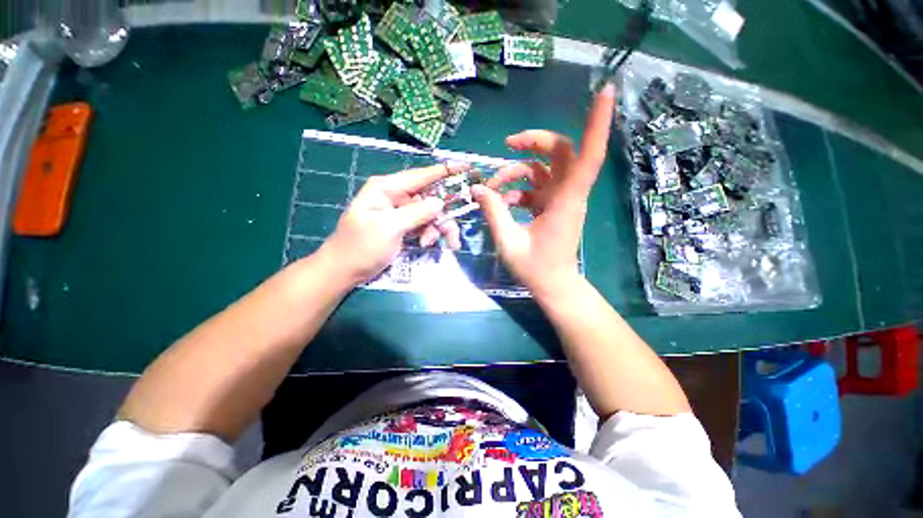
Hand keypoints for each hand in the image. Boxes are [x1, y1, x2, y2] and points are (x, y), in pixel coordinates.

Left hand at [318, 162, 466, 284]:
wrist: (345, 270)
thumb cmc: (361, 247)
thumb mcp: (388, 228)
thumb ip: (416, 213)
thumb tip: (440, 202)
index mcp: (387, 188)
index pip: (421, 175)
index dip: (444, 171)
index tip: (466, 167)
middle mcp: (396, 196)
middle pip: (430, 199)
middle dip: (442, 217)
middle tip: (451, 236)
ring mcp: (401, 212)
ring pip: (430, 214)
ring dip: (436, 229)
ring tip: (430, 244)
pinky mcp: (404, 225)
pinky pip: (424, 225)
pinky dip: (429, 235)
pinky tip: (424, 245)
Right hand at [471, 84, 616, 297]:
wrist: (553, 285)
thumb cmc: (535, 269)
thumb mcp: (508, 242)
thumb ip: (493, 212)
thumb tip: (477, 188)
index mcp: (564, 202)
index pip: (588, 157)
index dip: (597, 124)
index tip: (604, 91)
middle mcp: (567, 195)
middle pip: (561, 151)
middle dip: (534, 142)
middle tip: (507, 144)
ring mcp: (560, 199)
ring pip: (543, 168)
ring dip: (516, 171)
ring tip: (492, 186)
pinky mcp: (553, 205)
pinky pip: (536, 186)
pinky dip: (518, 189)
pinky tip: (502, 201)